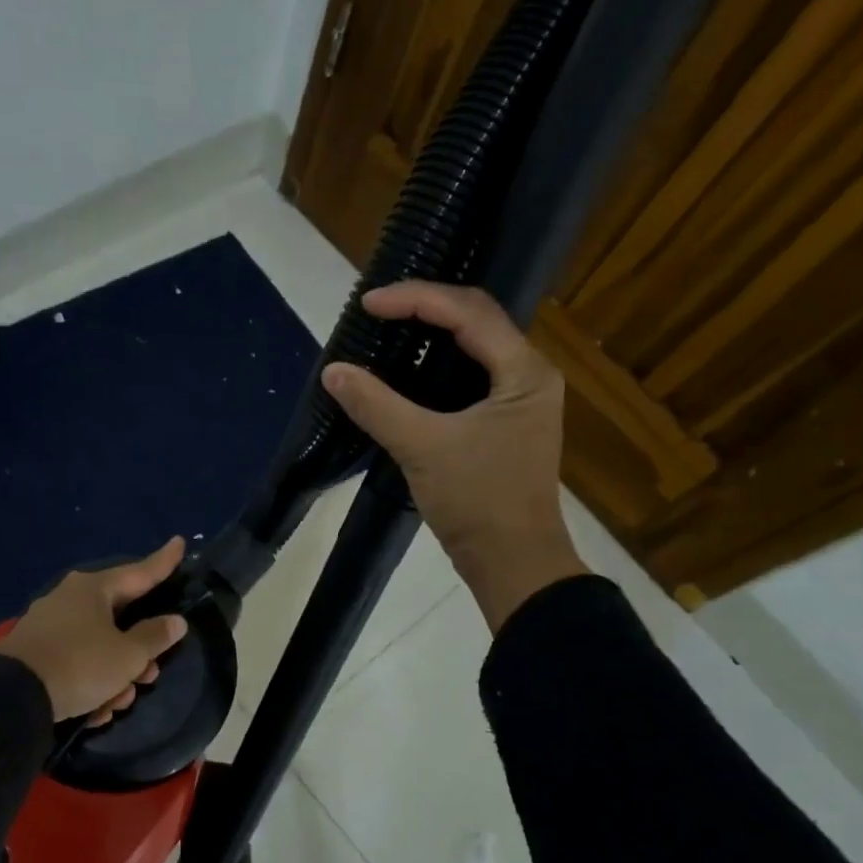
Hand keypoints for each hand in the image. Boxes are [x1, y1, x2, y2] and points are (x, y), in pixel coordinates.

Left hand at [0, 537, 190, 723]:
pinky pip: (75, 663)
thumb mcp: (128, 655)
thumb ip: (155, 637)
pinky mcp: (35, 653)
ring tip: (118, 704)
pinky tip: (94, 712)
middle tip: (150, 675)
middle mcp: (70, 599)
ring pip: (98, 647)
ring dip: (114, 676)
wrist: (12, 696)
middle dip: (138, 653)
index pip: (140, 572)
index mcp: (94, 589)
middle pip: (120, 619)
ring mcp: (50, 625)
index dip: (164, 562)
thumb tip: (175, 621)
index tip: (179, 542)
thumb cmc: (81, 665)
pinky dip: (89, 685)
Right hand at [323, 282, 587, 631]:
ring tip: (388, 330)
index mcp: (524, 371)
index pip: (469, 312)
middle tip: (376, 311)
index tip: (368, 304)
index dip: (416, 299)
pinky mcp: (504, 425)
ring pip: (473, 349)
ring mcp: (518, 401)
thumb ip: (377, 406)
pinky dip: (436, 368)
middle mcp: (529, 376)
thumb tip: (333, 371)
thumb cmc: (478, 501)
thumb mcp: (423, 448)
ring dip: (431, 335)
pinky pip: (469, 378)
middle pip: (476, 321)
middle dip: (425, 308)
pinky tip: (406, 372)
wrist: (512, 563)